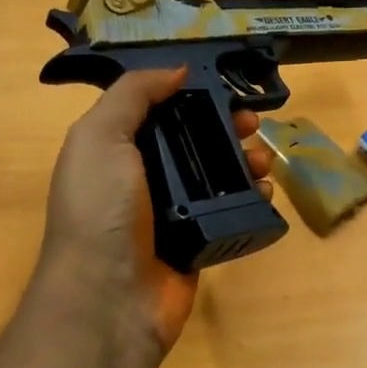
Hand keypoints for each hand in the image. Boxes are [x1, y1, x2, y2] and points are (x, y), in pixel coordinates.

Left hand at [39, 68, 273, 360]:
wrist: (109, 298)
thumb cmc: (101, 210)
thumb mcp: (100, 137)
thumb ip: (134, 94)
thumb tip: (178, 69)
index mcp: (115, 149)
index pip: (160, 110)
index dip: (192, 95)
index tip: (225, 90)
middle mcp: (144, 177)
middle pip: (194, 140)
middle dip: (226, 127)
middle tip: (254, 124)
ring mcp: (173, 212)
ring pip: (217, 175)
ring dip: (245, 160)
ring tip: (264, 161)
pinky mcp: (198, 241)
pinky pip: (229, 211)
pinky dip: (251, 198)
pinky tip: (266, 192)